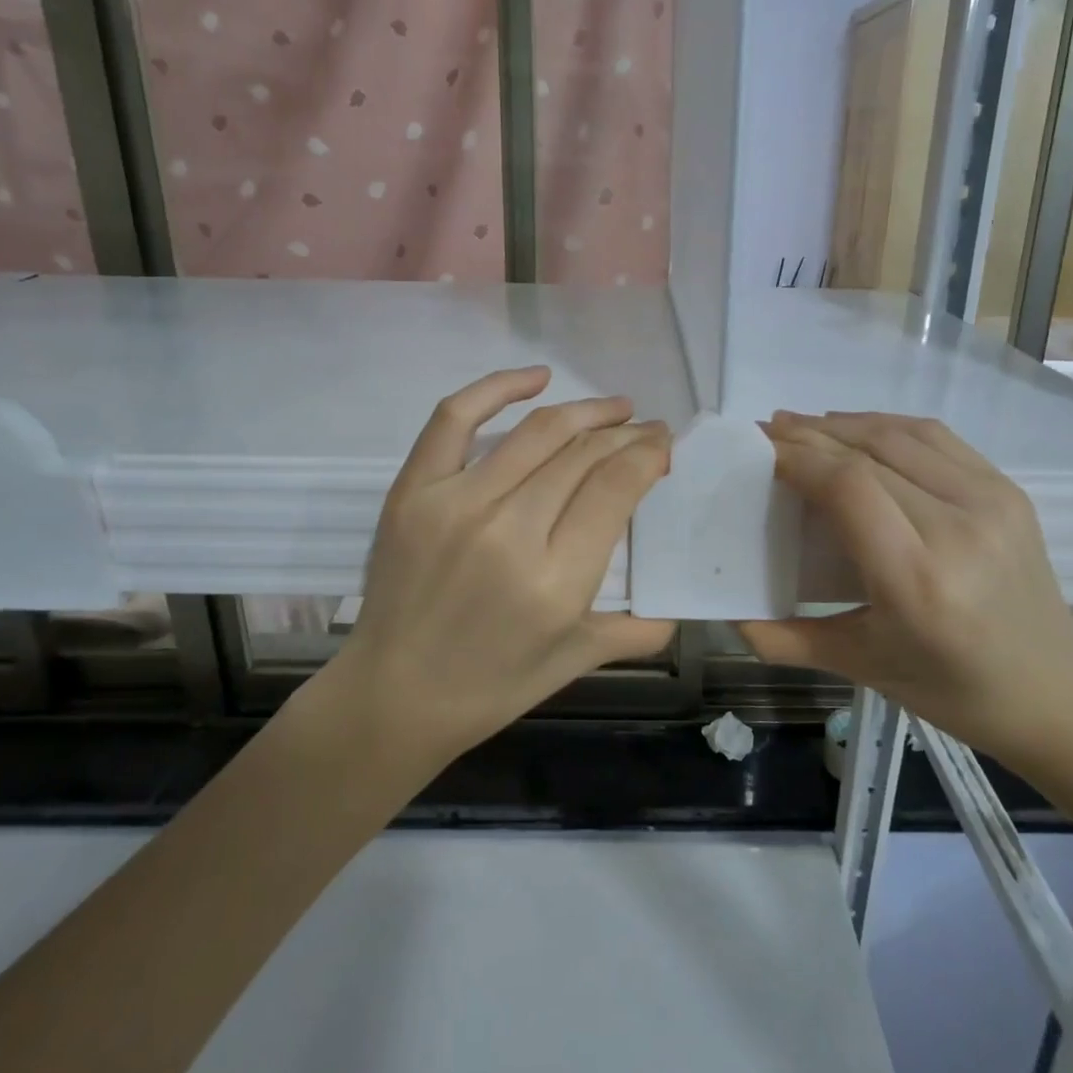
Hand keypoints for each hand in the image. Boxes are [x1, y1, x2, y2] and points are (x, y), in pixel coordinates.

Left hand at [335, 366, 674, 763]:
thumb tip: (678, 604)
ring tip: (614, 408)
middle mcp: (509, 531)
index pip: (617, 486)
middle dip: (627, 433)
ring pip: (537, 432)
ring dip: (586, 410)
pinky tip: (538, 377)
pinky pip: (455, 417)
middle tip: (647, 428)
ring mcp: (455, 503)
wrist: (393, 695)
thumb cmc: (491, 685)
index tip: (663, 445)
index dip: (648, 453)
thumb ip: (635, 629)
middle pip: (583, 453)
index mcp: (556, 580)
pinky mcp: (413, 490)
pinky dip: (498, 387)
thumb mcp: (574, 660)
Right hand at [739, 412, 1072, 759]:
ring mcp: (991, 502)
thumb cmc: (949, 689)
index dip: (796, 457)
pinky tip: (855, 430)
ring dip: (842, 423)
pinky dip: (885, 425)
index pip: (847, 486)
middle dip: (808, 436)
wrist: (1054, 691)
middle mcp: (958, 529)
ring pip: (899, 435)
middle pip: (868, 453)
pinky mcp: (1008, 490)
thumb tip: (726, 614)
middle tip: (766, 432)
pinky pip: (935, 438)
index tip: (757, 449)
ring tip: (801, 426)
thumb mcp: (858, 666)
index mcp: (916, 580)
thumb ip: (783, 640)